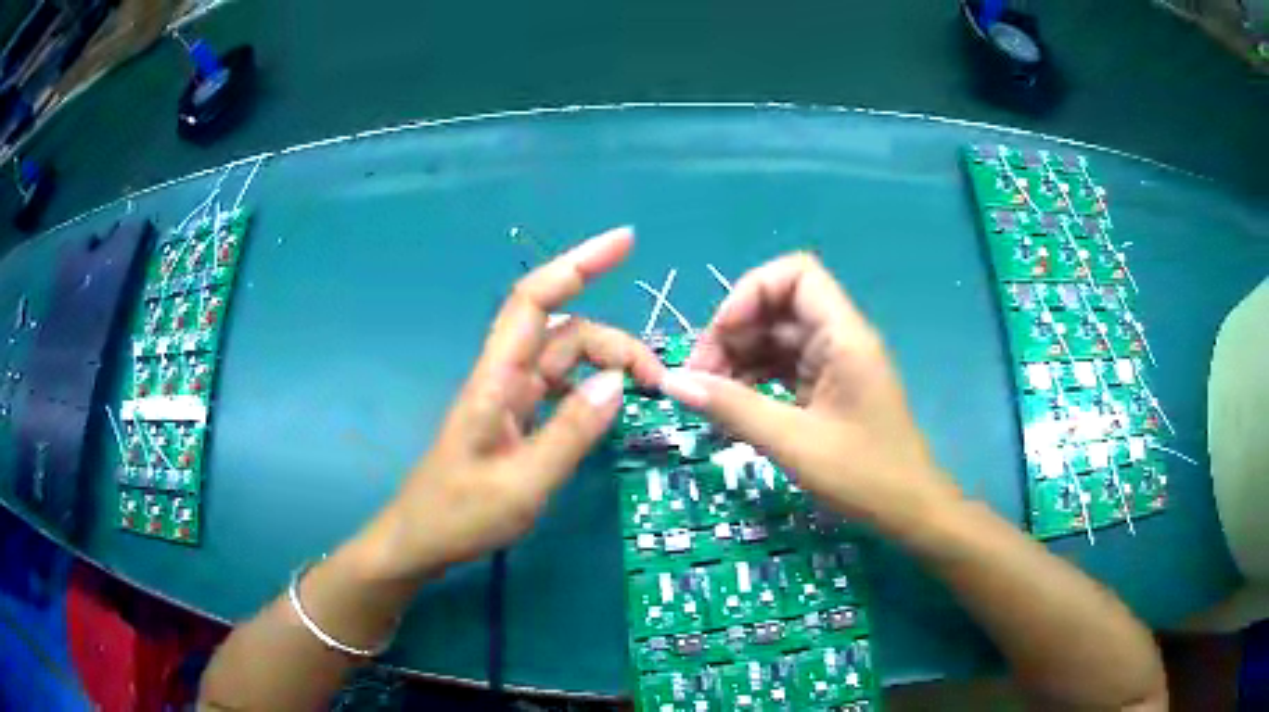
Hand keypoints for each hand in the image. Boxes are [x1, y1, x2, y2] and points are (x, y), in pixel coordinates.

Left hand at [358, 227, 664, 579]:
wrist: (420, 540)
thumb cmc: (460, 515)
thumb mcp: (522, 484)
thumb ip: (570, 434)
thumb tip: (615, 382)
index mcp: (497, 379)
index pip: (536, 301)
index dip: (578, 263)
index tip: (626, 242)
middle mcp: (505, 377)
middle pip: (566, 332)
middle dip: (616, 343)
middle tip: (657, 382)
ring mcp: (511, 397)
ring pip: (567, 359)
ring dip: (608, 366)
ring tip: (646, 393)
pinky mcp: (516, 418)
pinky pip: (562, 388)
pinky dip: (592, 390)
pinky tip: (610, 412)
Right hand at [660, 253, 958, 532]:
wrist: (908, 511)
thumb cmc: (863, 475)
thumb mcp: (794, 443)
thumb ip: (733, 409)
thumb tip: (673, 382)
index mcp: (843, 336)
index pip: (796, 274)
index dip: (751, 292)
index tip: (720, 336)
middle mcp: (838, 340)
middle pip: (777, 307)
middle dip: (733, 334)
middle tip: (699, 378)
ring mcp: (833, 365)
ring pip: (775, 340)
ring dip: (737, 360)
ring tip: (707, 397)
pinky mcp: (826, 390)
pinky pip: (782, 369)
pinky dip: (752, 382)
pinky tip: (730, 408)